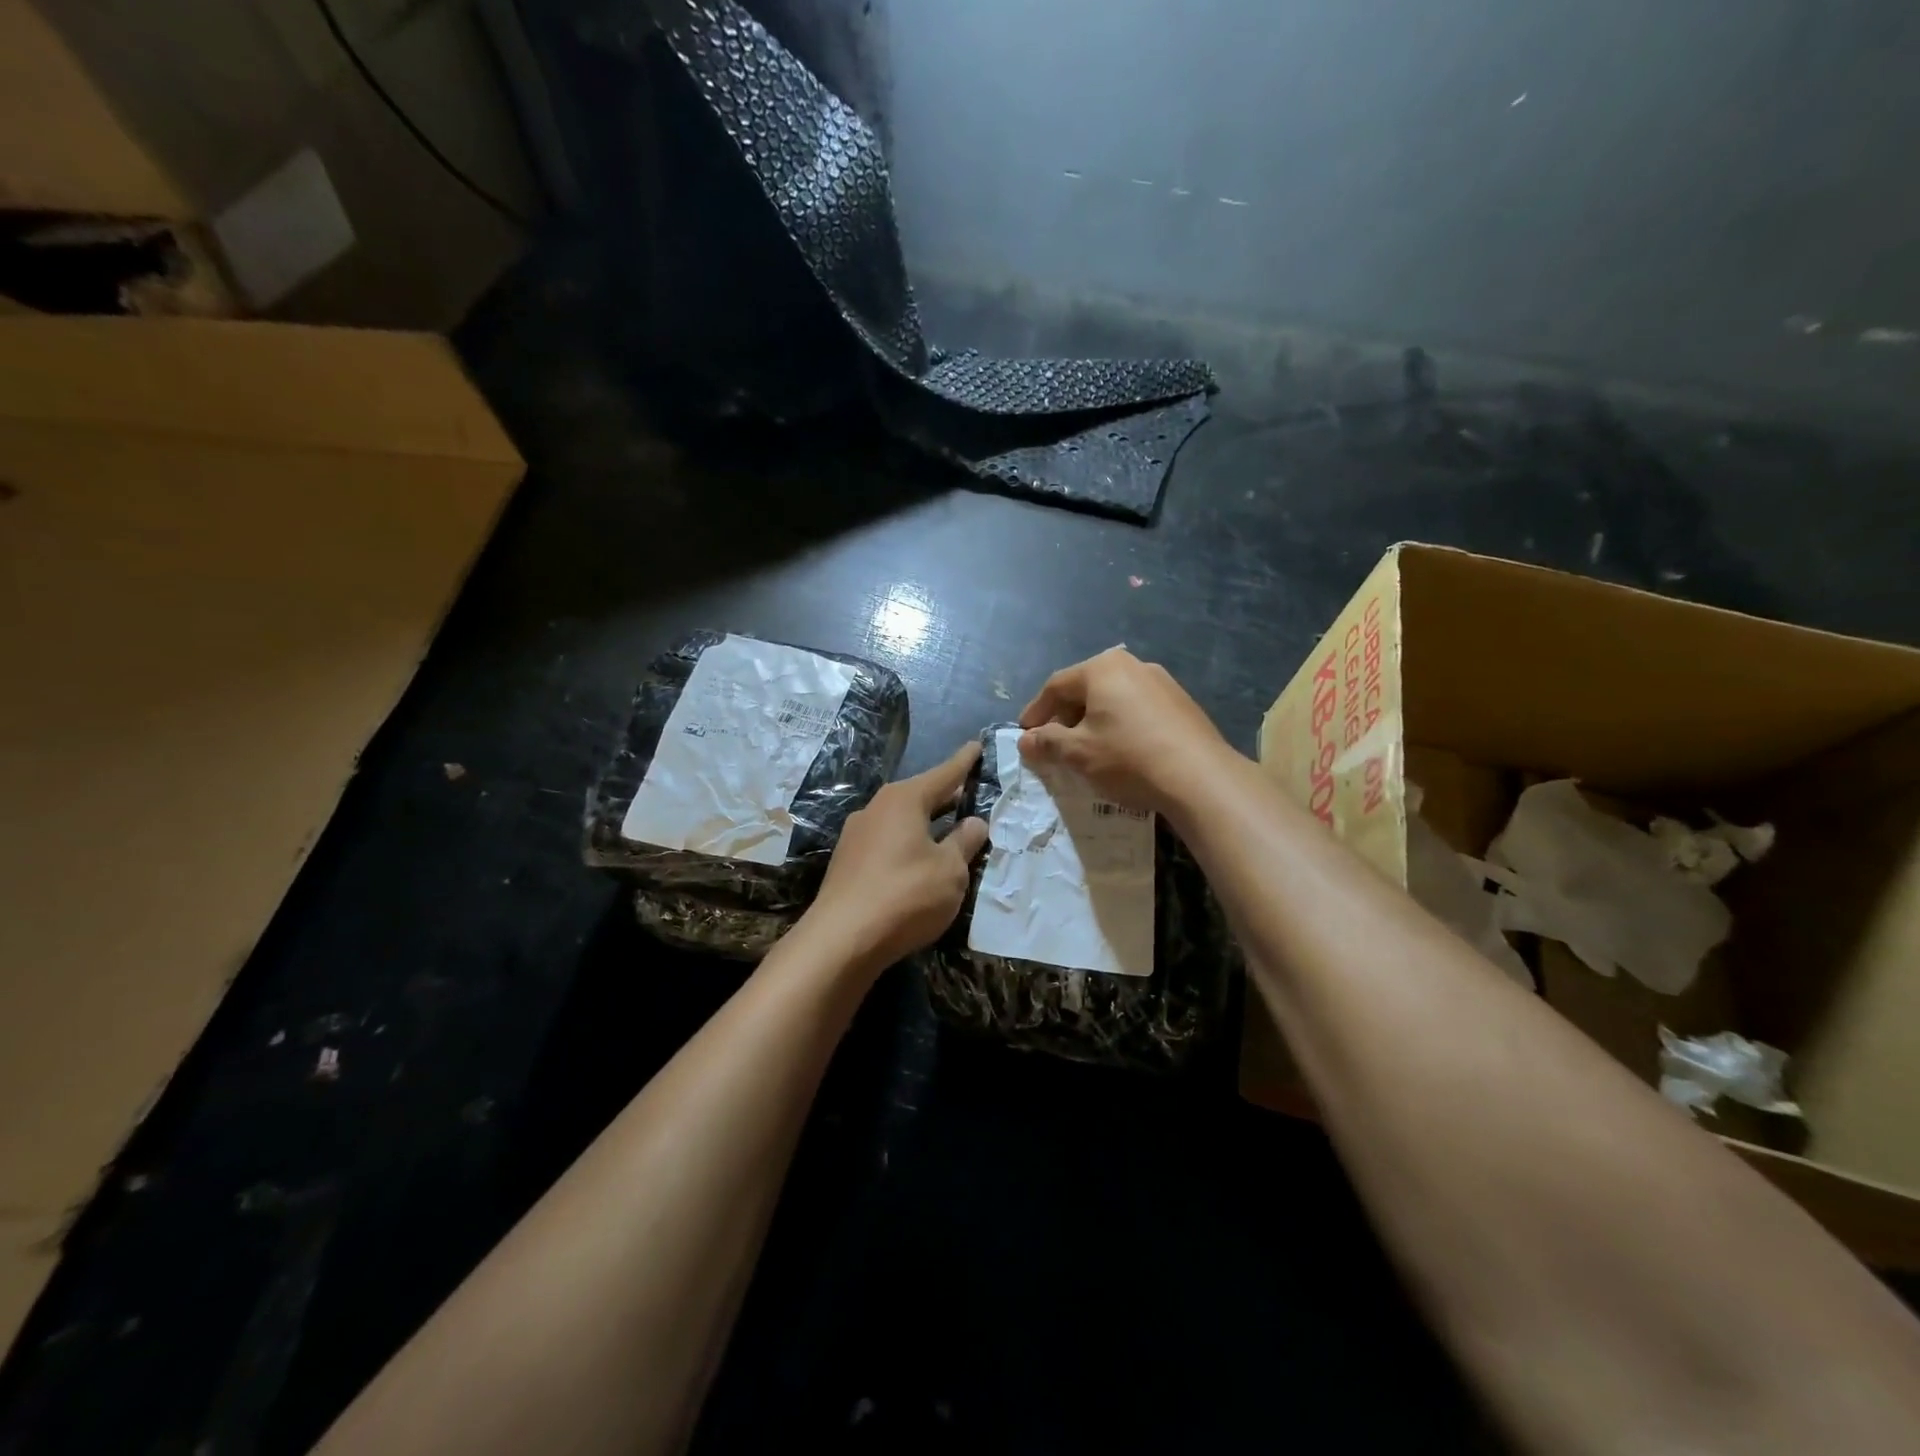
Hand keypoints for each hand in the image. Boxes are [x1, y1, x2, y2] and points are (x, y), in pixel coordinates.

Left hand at [808, 742, 990, 970]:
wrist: (841, 940)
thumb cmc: (905, 895)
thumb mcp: (950, 871)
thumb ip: (964, 842)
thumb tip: (974, 822)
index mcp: (904, 800)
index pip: (943, 774)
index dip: (964, 762)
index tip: (975, 745)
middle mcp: (876, 808)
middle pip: (919, 795)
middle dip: (944, 795)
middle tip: (969, 792)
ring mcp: (856, 835)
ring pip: (901, 820)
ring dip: (925, 823)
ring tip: (947, 829)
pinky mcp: (847, 863)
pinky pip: (887, 842)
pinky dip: (907, 844)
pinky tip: (918, 861)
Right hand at [1018, 647, 1235, 817]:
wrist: (1200, 778)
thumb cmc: (1128, 758)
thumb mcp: (1078, 753)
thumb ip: (1047, 742)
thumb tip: (1025, 740)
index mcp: (1103, 668)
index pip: (1056, 686)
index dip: (1036, 711)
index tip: (1025, 734)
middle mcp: (1133, 665)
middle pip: (1086, 688)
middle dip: (1065, 715)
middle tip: (1053, 742)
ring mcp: (1162, 682)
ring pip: (1114, 698)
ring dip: (1093, 721)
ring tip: (1086, 748)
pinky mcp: (1182, 704)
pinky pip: (1137, 709)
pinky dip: (1120, 725)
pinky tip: (1121, 750)